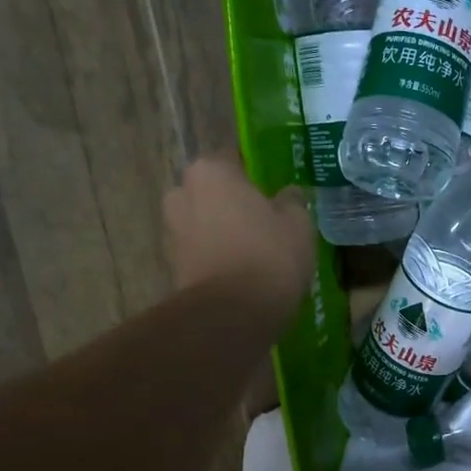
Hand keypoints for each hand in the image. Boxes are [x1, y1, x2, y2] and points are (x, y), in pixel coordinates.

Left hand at [163, 155, 313, 306]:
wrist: (233, 313)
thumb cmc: (269, 254)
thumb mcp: (298, 222)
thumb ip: (292, 201)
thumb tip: (287, 195)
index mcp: (211, 171)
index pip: (233, 157)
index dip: (255, 171)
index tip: (273, 187)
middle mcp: (182, 193)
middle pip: (213, 190)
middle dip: (233, 201)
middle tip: (265, 218)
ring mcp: (172, 230)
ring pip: (204, 220)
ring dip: (223, 229)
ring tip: (255, 248)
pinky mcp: (172, 264)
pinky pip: (201, 249)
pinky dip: (217, 254)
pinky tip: (242, 269)